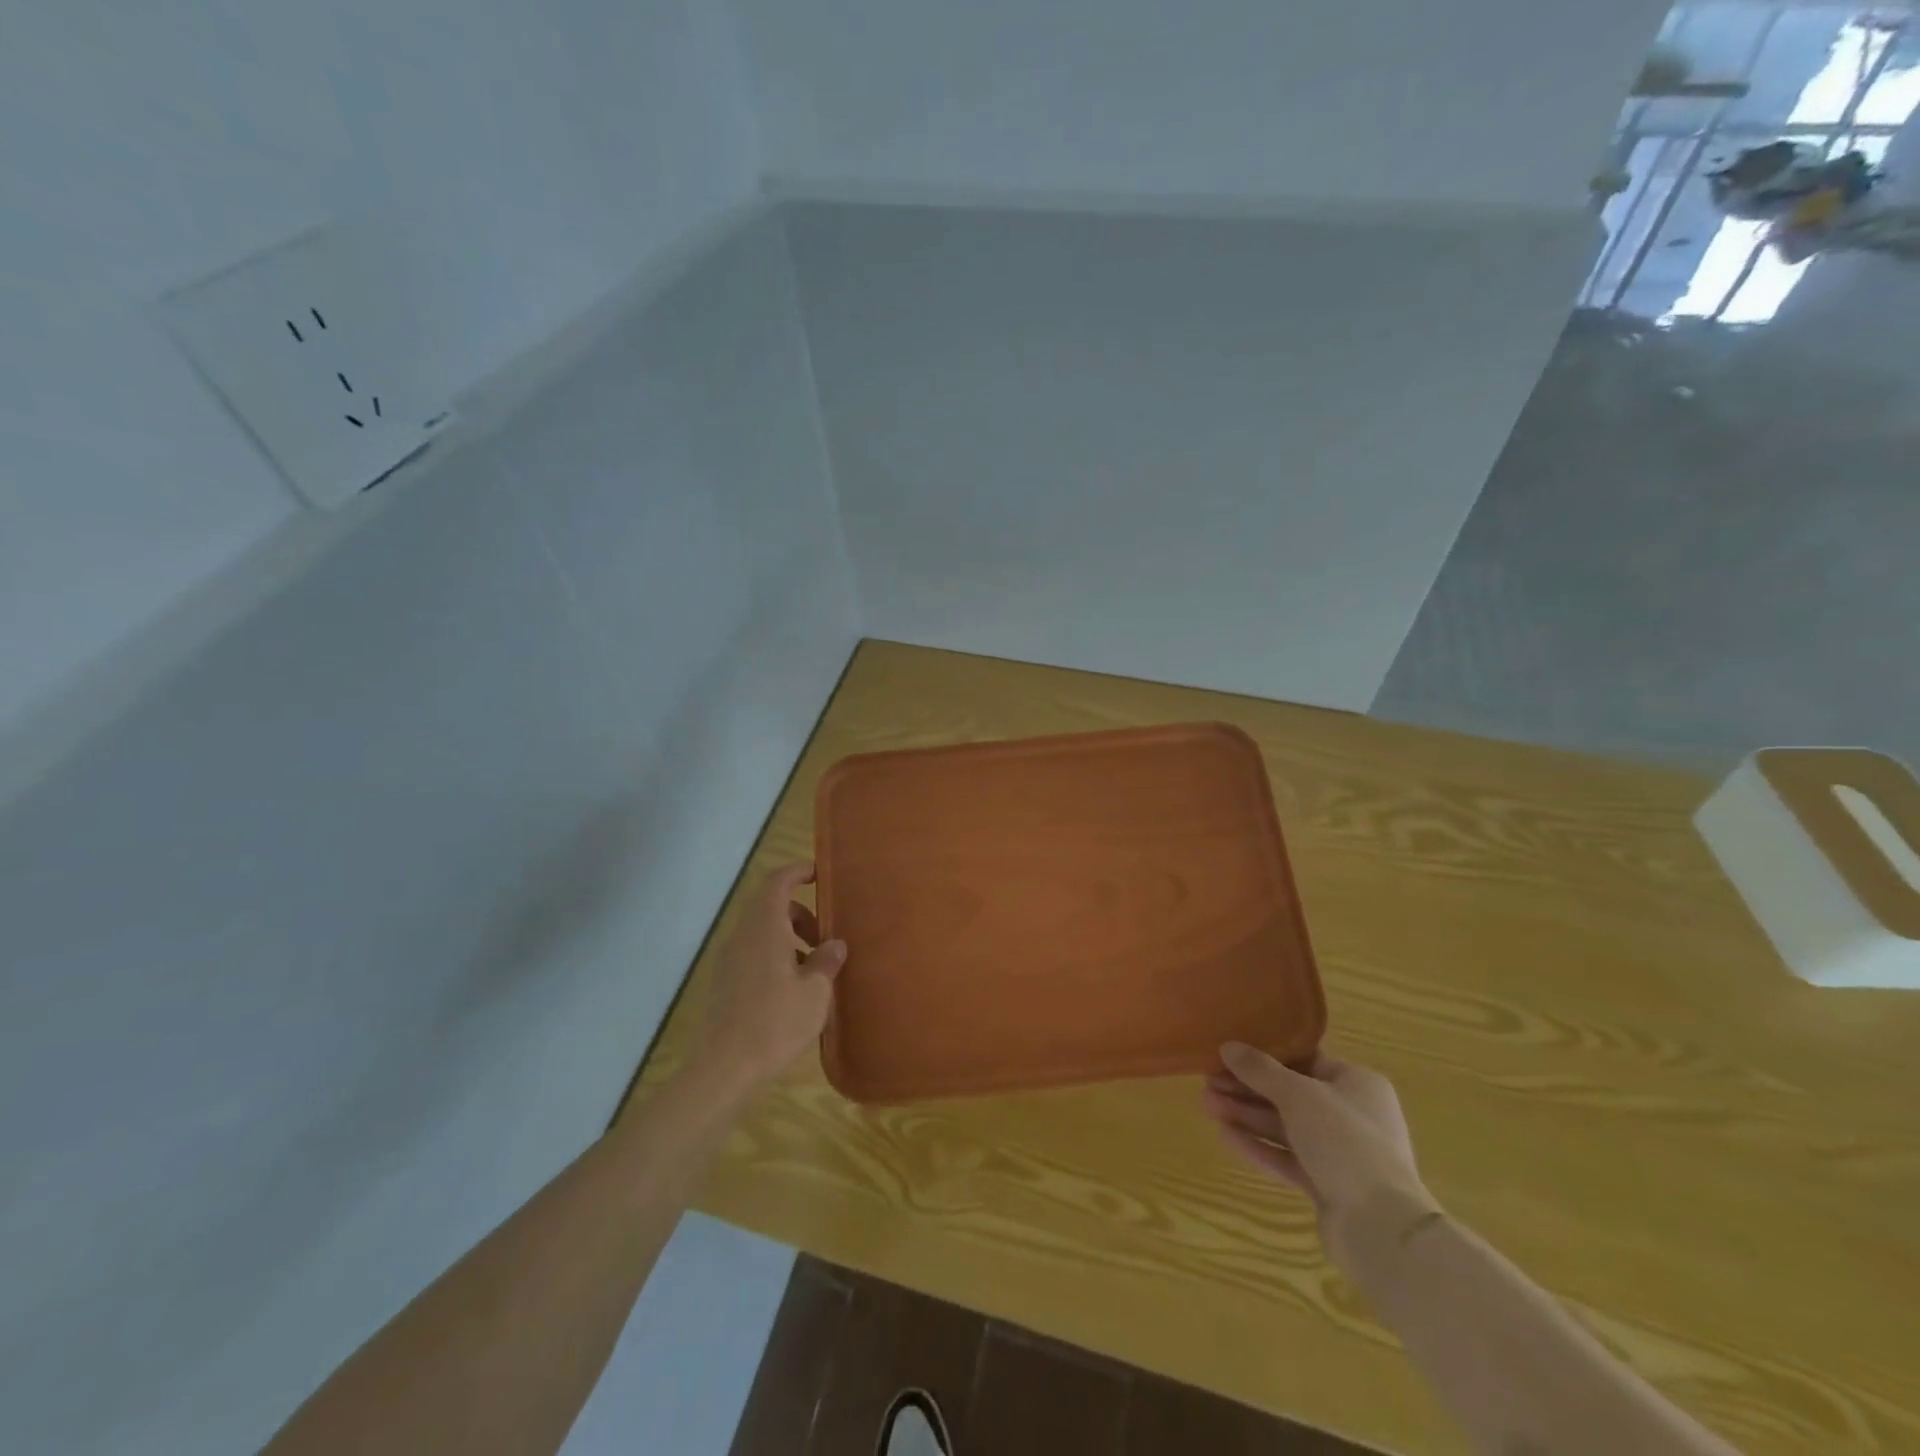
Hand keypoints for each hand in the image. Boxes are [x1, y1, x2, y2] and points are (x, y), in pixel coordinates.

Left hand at [695, 863, 845, 1093]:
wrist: (725, 1068)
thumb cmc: (776, 1022)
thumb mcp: (815, 991)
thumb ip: (827, 961)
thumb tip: (835, 944)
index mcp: (765, 927)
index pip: (778, 881)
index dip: (798, 872)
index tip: (820, 875)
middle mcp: (743, 935)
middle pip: (771, 906)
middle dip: (800, 913)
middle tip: (824, 938)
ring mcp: (728, 959)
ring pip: (762, 932)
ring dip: (788, 938)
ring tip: (812, 969)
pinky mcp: (723, 983)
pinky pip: (752, 953)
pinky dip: (774, 956)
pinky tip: (791, 990)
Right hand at [1204, 1043, 1437, 1273]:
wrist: (1381, 1227)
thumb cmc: (1345, 1141)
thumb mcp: (1299, 1095)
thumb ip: (1261, 1070)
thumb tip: (1228, 1046)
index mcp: (1357, 1084)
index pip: (1305, 1060)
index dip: (1265, 1056)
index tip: (1230, 1054)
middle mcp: (1352, 1115)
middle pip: (1289, 1095)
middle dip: (1247, 1089)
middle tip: (1208, 1082)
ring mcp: (1341, 1154)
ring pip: (1285, 1127)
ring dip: (1246, 1116)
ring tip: (1207, 1105)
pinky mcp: (1328, 1186)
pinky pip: (1287, 1158)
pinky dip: (1259, 1146)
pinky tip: (1225, 1135)